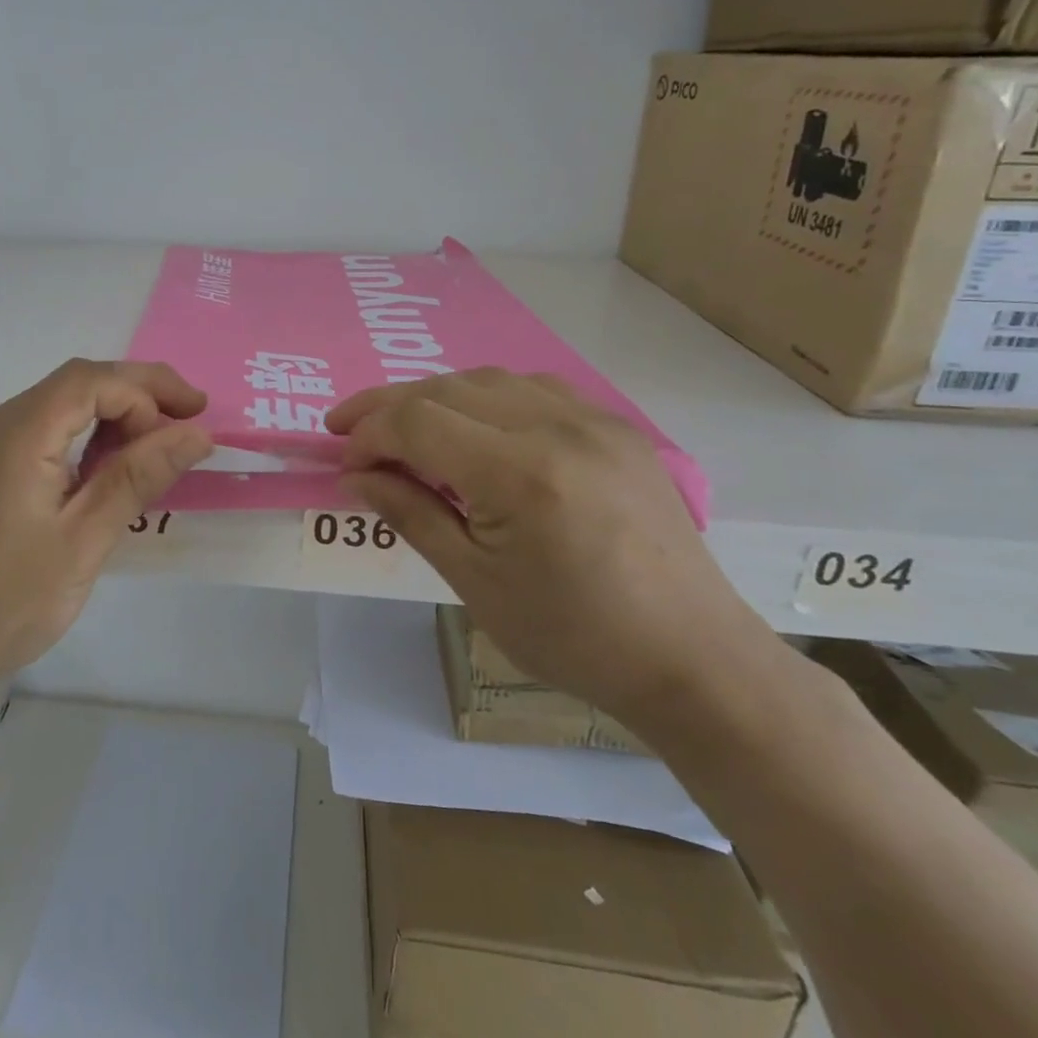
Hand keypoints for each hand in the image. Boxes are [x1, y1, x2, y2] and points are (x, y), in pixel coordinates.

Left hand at [0, 359, 212, 697]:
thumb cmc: (3, 607)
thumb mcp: (82, 543)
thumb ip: (137, 478)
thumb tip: (195, 434)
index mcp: (13, 437)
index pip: (90, 381)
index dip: (148, 391)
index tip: (193, 422)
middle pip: (73, 384)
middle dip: (136, 394)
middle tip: (189, 419)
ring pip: (55, 405)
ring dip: (109, 416)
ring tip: (155, 448)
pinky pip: (34, 430)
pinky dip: (78, 437)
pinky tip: (103, 468)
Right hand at [328, 370, 776, 733]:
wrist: (692, 658)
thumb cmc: (572, 636)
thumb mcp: (474, 582)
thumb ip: (410, 513)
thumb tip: (357, 474)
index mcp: (519, 474)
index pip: (417, 421)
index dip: (369, 434)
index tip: (345, 463)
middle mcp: (556, 427)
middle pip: (446, 388)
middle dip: (388, 406)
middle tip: (352, 433)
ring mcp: (593, 420)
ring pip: (488, 379)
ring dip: (435, 396)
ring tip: (406, 428)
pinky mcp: (616, 428)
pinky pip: (533, 389)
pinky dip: (486, 397)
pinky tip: (476, 426)